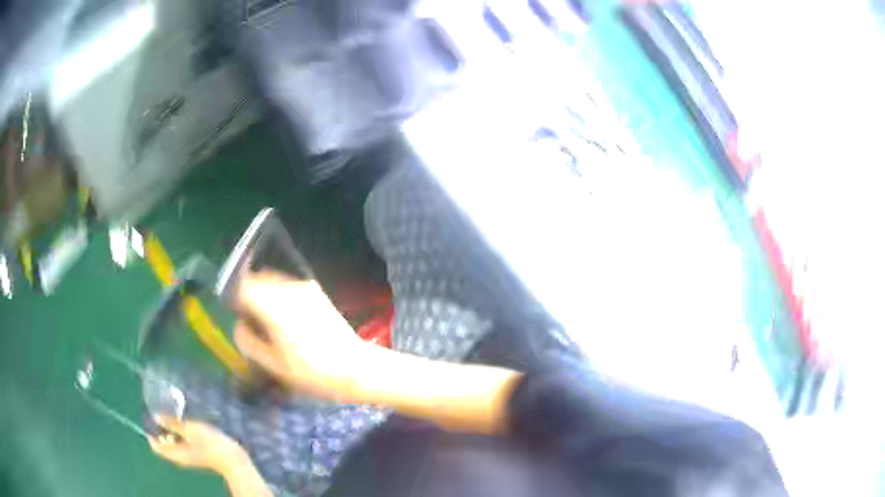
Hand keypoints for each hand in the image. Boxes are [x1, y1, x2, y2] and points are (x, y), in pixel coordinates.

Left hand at [148, 417, 247, 473]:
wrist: (233, 458)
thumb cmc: (210, 444)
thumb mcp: (190, 430)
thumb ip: (172, 423)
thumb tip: (156, 416)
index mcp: (176, 454)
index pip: (156, 446)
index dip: (151, 433)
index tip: (150, 418)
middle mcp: (180, 457)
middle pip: (164, 444)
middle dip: (162, 430)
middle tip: (164, 414)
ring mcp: (189, 457)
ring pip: (173, 444)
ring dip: (172, 431)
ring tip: (176, 417)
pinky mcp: (197, 455)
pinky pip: (182, 444)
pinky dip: (181, 435)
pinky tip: (188, 426)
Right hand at [233, 272, 364, 399]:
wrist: (355, 368)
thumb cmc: (312, 372)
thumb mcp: (273, 365)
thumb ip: (249, 342)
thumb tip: (240, 325)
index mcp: (274, 306)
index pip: (243, 287)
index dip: (235, 300)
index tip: (238, 317)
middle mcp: (288, 289)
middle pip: (257, 279)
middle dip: (249, 296)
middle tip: (252, 322)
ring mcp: (304, 287)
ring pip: (272, 280)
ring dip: (264, 294)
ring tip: (269, 322)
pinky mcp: (316, 292)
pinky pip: (288, 285)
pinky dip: (279, 295)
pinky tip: (287, 320)